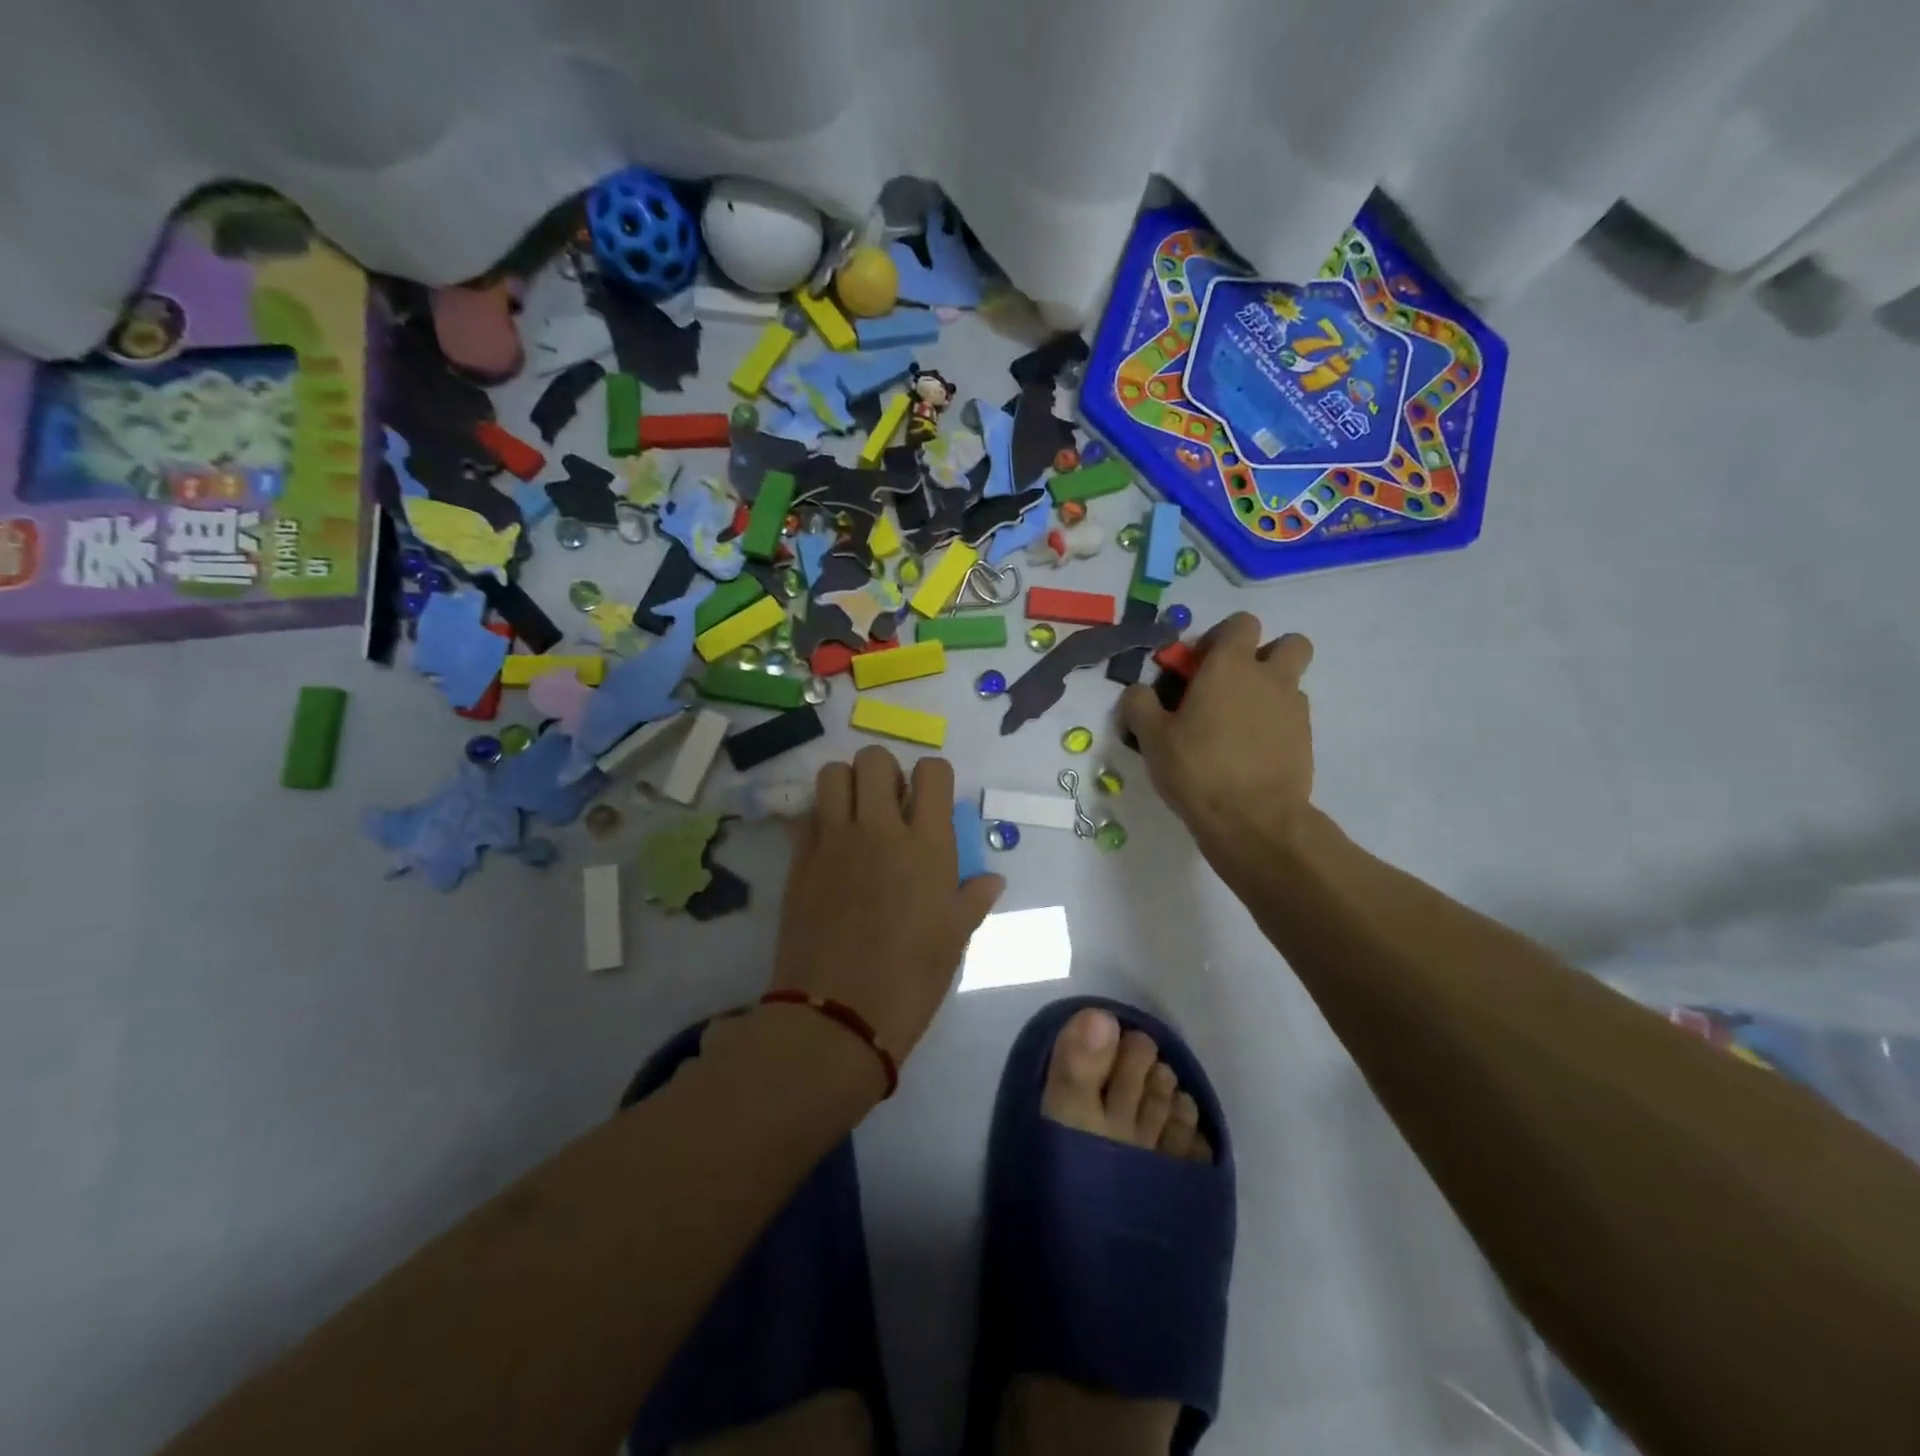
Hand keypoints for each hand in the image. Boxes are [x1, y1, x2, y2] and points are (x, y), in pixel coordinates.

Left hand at [770, 748, 1003, 1065]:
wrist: (838, 1014)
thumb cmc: (911, 978)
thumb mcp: (955, 938)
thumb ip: (973, 897)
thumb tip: (992, 879)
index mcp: (927, 844)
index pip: (932, 771)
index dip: (933, 779)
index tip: (930, 803)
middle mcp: (880, 828)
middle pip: (875, 758)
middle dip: (885, 772)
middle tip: (890, 806)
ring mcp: (834, 839)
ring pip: (833, 773)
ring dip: (848, 784)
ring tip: (856, 816)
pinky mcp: (800, 858)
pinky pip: (807, 814)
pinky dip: (821, 817)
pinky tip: (830, 846)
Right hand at [1119, 613, 1315, 868]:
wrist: (1253, 820)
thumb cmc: (1197, 769)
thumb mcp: (1151, 738)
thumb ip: (1140, 705)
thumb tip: (1137, 691)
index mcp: (1230, 667)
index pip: (1241, 623)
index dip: (1221, 637)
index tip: (1199, 665)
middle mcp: (1269, 678)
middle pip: (1289, 643)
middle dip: (1265, 654)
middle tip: (1233, 684)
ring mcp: (1293, 709)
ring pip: (1291, 681)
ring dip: (1270, 690)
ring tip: (1239, 723)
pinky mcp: (1305, 739)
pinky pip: (1293, 716)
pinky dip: (1276, 723)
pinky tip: (1250, 750)